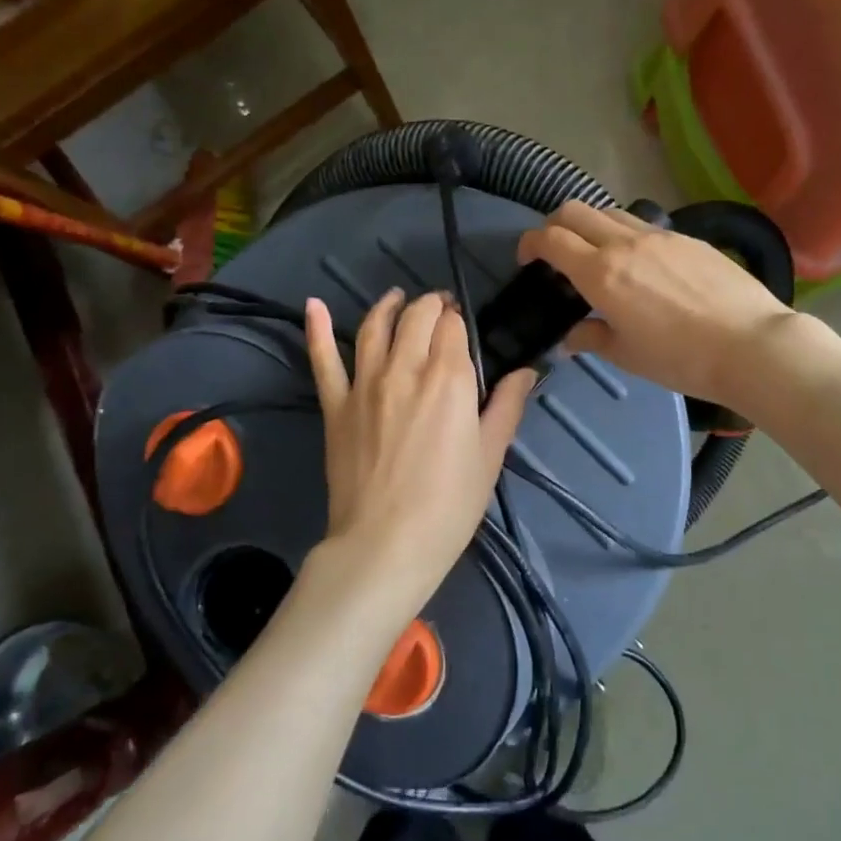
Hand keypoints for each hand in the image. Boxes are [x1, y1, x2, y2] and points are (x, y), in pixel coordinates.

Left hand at [303, 290, 535, 621]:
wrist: (386, 542)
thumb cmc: (449, 504)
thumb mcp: (490, 455)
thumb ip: (507, 405)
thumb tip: (528, 370)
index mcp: (449, 377)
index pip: (452, 326)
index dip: (459, 320)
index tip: (463, 327)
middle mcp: (405, 367)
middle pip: (416, 317)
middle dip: (430, 306)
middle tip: (439, 311)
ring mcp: (364, 383)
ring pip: (374, 327)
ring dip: (388, 306)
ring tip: (397, 298)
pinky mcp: (335, 404)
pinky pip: (323, 359)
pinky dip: (316, 328)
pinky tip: (313, 304)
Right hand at [517, 201, 806, 412]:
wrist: (751, 345)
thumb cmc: (681, 359)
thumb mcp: (627, 355)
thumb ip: (591, 337)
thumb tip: (571, 336)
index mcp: (601, 273)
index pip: (551, 239)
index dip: (530, 243)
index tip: (527, 259)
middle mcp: (624, 243)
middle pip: (575, 211)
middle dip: (554, 225)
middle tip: (556, 252)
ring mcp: (659, 236)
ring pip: (610, 212)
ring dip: (591, 226)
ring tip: (598, 256)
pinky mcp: (687, 239)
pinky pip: (644, 225)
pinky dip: (626, 234)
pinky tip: (642, 265)